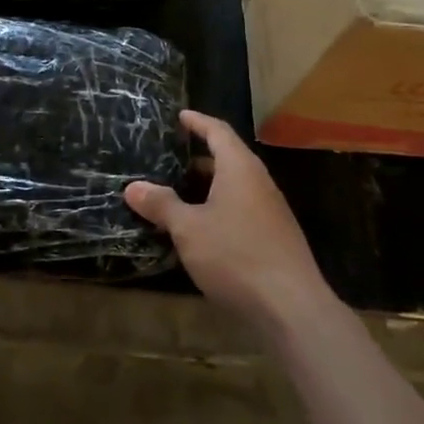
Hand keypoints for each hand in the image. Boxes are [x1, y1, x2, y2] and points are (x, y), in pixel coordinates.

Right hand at [125, 110, 332, 329]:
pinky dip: (219, 207)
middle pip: (228, 157)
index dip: (198, 122)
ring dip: (208, 185)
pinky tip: (201, 227)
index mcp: (239, 168)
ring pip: (234, 186)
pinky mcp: (274, 237)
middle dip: (199, 157)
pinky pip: (242, 208)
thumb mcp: (188, 229)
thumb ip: (161, 205)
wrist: (291, 307)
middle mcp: (258, 181)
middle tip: (169, 157)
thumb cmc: (236, 255)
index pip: (218, 131)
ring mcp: (270, 210)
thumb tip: (132, 187)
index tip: (180, 116)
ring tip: (178, 191)